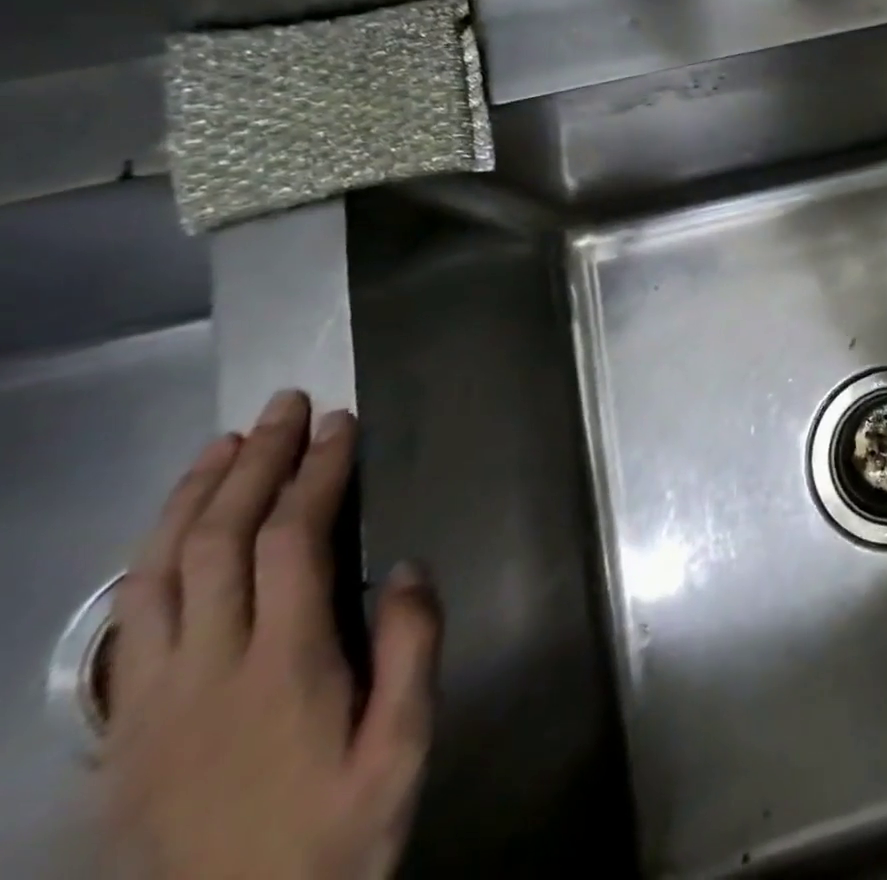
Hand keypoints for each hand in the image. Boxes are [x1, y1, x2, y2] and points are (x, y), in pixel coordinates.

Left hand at [104, 390, 439, 879]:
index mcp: (282, 669)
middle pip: (216, 543)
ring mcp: (151, 702)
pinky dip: (150, 560)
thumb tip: (406, 565)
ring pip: (155, 576)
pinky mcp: (125, 729)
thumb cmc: (342, 828)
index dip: (316, 473)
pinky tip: (172, 532)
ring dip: (191, 499)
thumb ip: (412, 648)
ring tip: (226, 444)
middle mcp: (205, 672)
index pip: (291, 542)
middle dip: (256, 463)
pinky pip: (127, 623)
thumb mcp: (406, 744)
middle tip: (287, 407)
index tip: (341, 425)